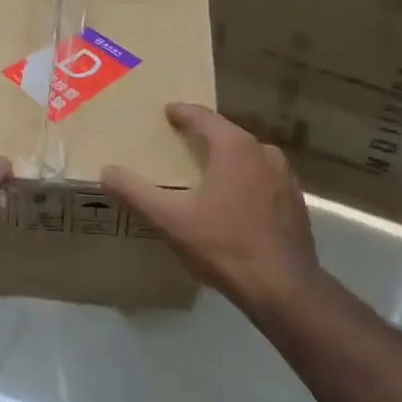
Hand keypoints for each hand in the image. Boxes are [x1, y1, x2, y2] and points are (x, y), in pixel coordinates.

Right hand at [101, 103, 320, 313]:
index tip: (167, 112)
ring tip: (204, 170)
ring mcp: (284, 177)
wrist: (284, 289)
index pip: (203, 117)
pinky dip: (244, 180)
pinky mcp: (294, 202)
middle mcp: (263, 152)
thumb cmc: (224, 246)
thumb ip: (136, 193)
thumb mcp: (171, 221)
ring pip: (248, 157)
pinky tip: (232, 201)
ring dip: (226, 158)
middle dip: (203, 135)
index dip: (182, 112)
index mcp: (234, 148)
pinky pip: (262, 179)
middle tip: (179, 141)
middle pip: (227, 134)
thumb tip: (106, 172)